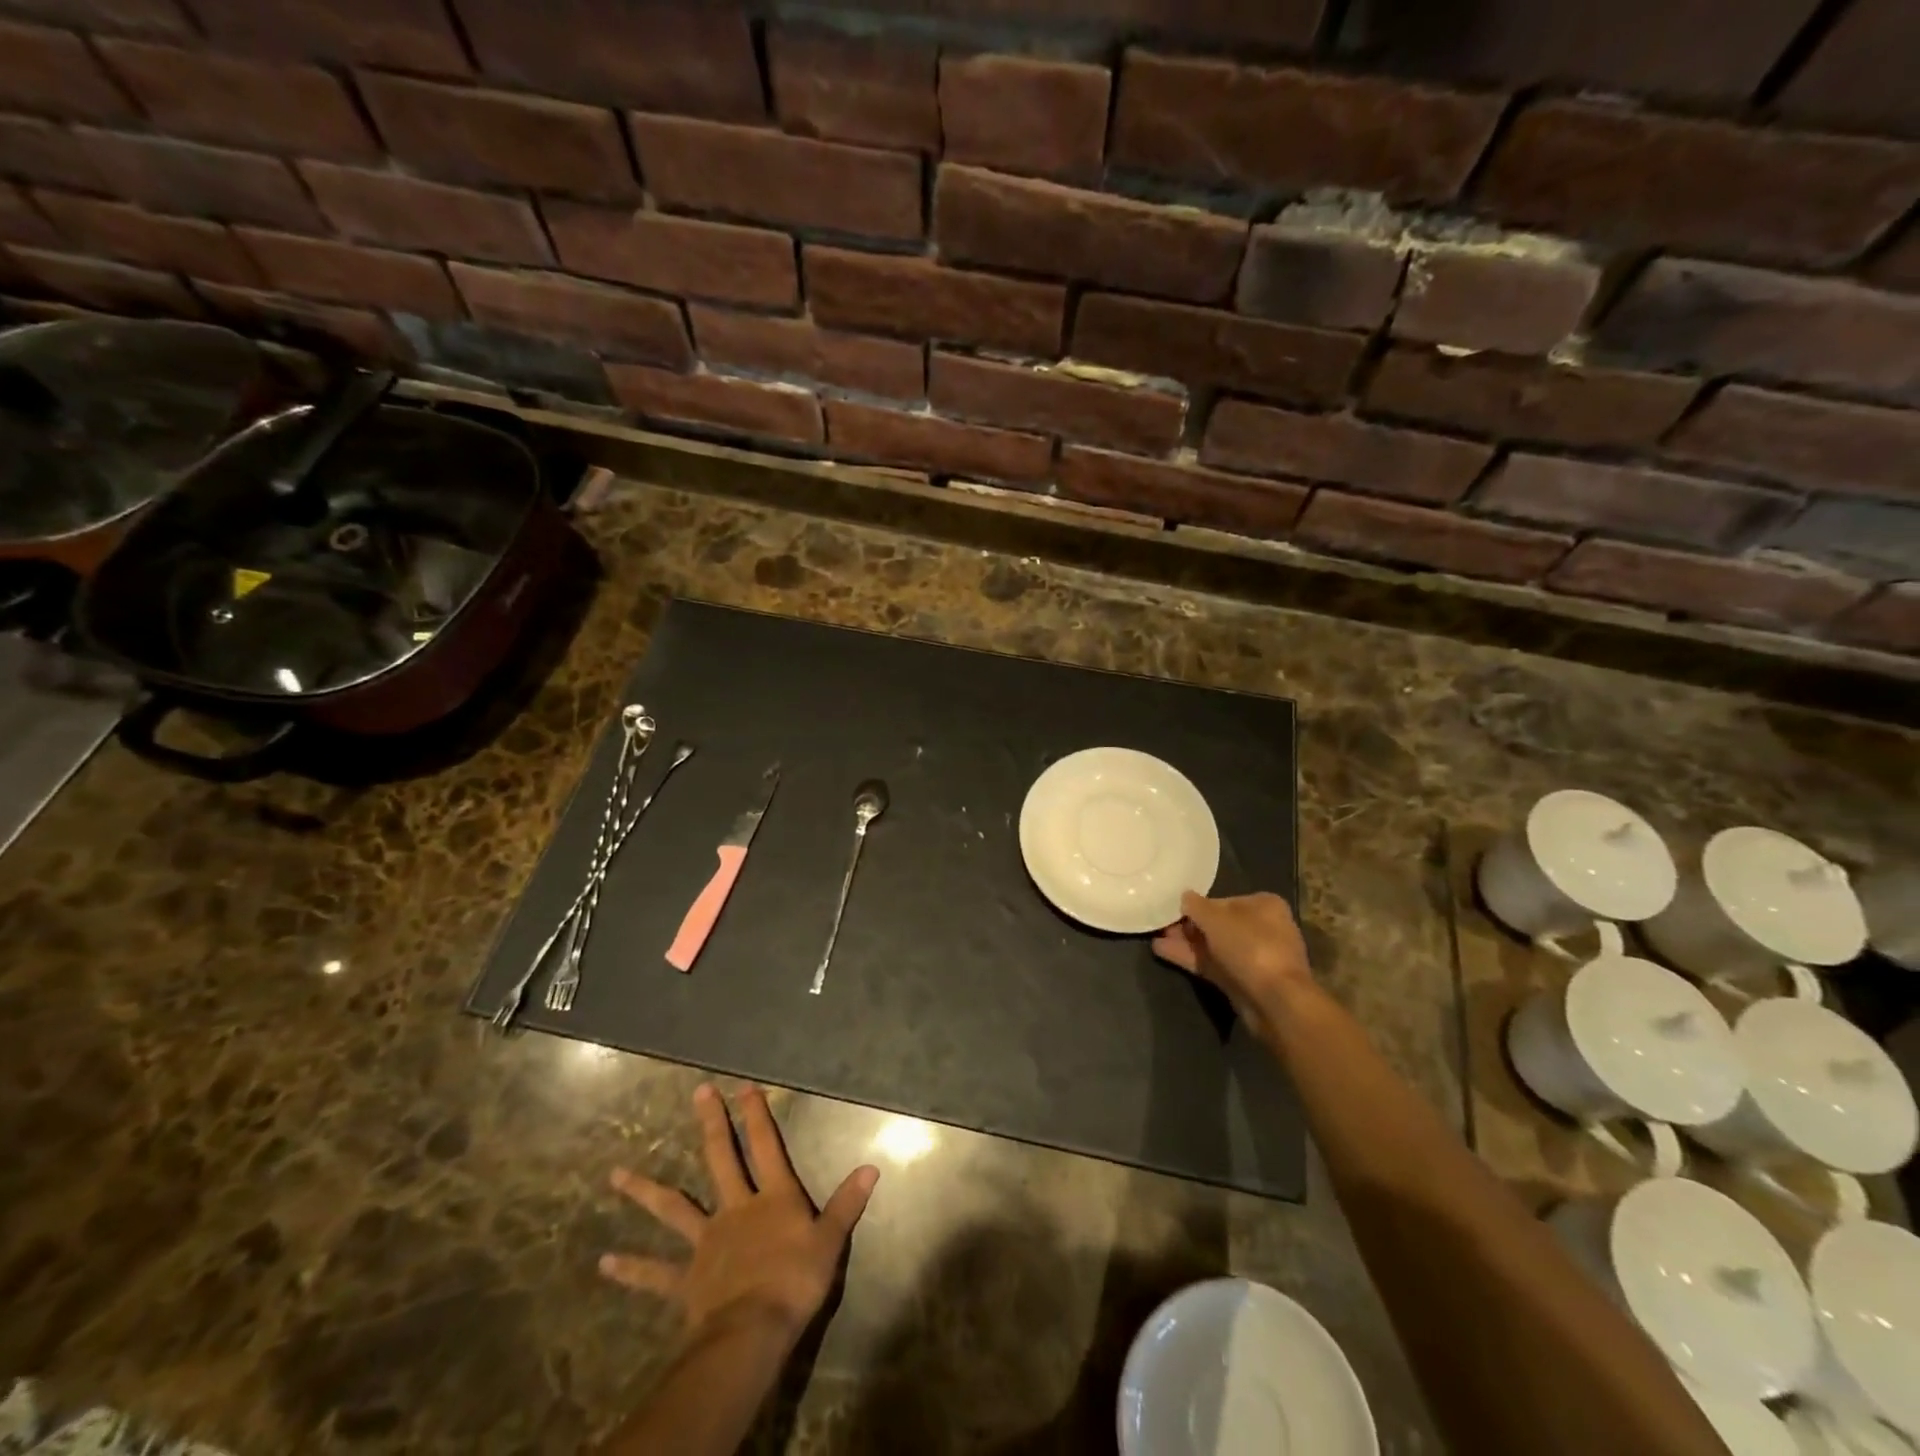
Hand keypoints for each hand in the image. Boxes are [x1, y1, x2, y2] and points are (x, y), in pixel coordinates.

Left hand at [600, 1084, 878, 1346]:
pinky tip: (605, 1261)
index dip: (756, 1115)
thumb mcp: (831, 1241)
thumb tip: (872, 1167)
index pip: (765, 1146)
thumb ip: (848, 1203)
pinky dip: (631, 1268)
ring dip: (645, 1191)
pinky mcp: (687, 1278)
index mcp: (772, 1197)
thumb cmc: (795, 1282)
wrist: (752, 1332)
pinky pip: (656, 1272)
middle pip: (720, 1159)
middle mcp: (736, 1208)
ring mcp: (706, 1241)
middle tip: (698, 1093)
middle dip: (711, 1124)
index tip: (744, 1086)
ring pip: (673, 1208)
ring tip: (615, 1175)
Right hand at [1152, 891, 1314, 1034]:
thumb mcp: (1216, 918)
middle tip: (1161, 924)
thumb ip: (1196, 905)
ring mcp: (1252, 957)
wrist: (1274, 1000)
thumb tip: (1184, 897)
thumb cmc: (1249, 946)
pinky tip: (1161, 951)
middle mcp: (1262, 929)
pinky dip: (1189, 958)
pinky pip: (1212, 964)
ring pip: (1213, 946)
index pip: (1224, 900)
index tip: (1175, 909)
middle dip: (1188, 926)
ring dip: (1185, 942)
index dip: (1198, 905)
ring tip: (1155, 937)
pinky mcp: (1242, 981)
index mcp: (1264, 906)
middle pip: (1217, 924)